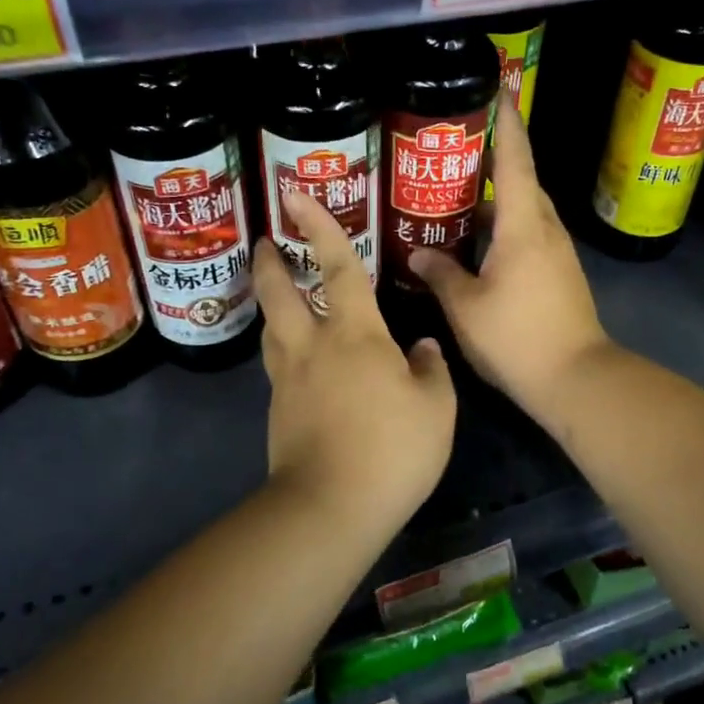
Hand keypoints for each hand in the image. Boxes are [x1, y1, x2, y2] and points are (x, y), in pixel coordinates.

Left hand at [255, 190, 455, 524]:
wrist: (330, 508)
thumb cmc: (391, 450)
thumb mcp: (436, 408)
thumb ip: (430, 368)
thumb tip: (420, 347)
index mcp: (354, 334)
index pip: (336, 267)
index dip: (320, 226)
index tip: (295, 194)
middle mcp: (312, 346)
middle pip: (280, 292)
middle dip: (272, 262)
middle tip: (268, 241)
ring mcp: (288, 379)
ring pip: (272, 328)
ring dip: (272, 302)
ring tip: (281, 295)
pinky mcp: (278, 411)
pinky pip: (279, 365)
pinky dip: (284, 348)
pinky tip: (302, 360)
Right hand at [410, 101, 612, 422]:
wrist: (575, 378)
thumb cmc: (517, 337)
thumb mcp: (465, 306)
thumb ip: (440, 273)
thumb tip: (420, 251)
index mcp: (522, 225)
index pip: (514, 159)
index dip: (506, 121)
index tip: (500, 88)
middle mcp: (544, 228)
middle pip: (519, 179)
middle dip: (491, 158)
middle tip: (451, 149)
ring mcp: (556, 251)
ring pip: (522, 209)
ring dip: (494, 196)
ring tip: (454, 192)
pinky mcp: (558, 272)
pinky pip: (527, 232)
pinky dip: (502, 225)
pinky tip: (474, 240)